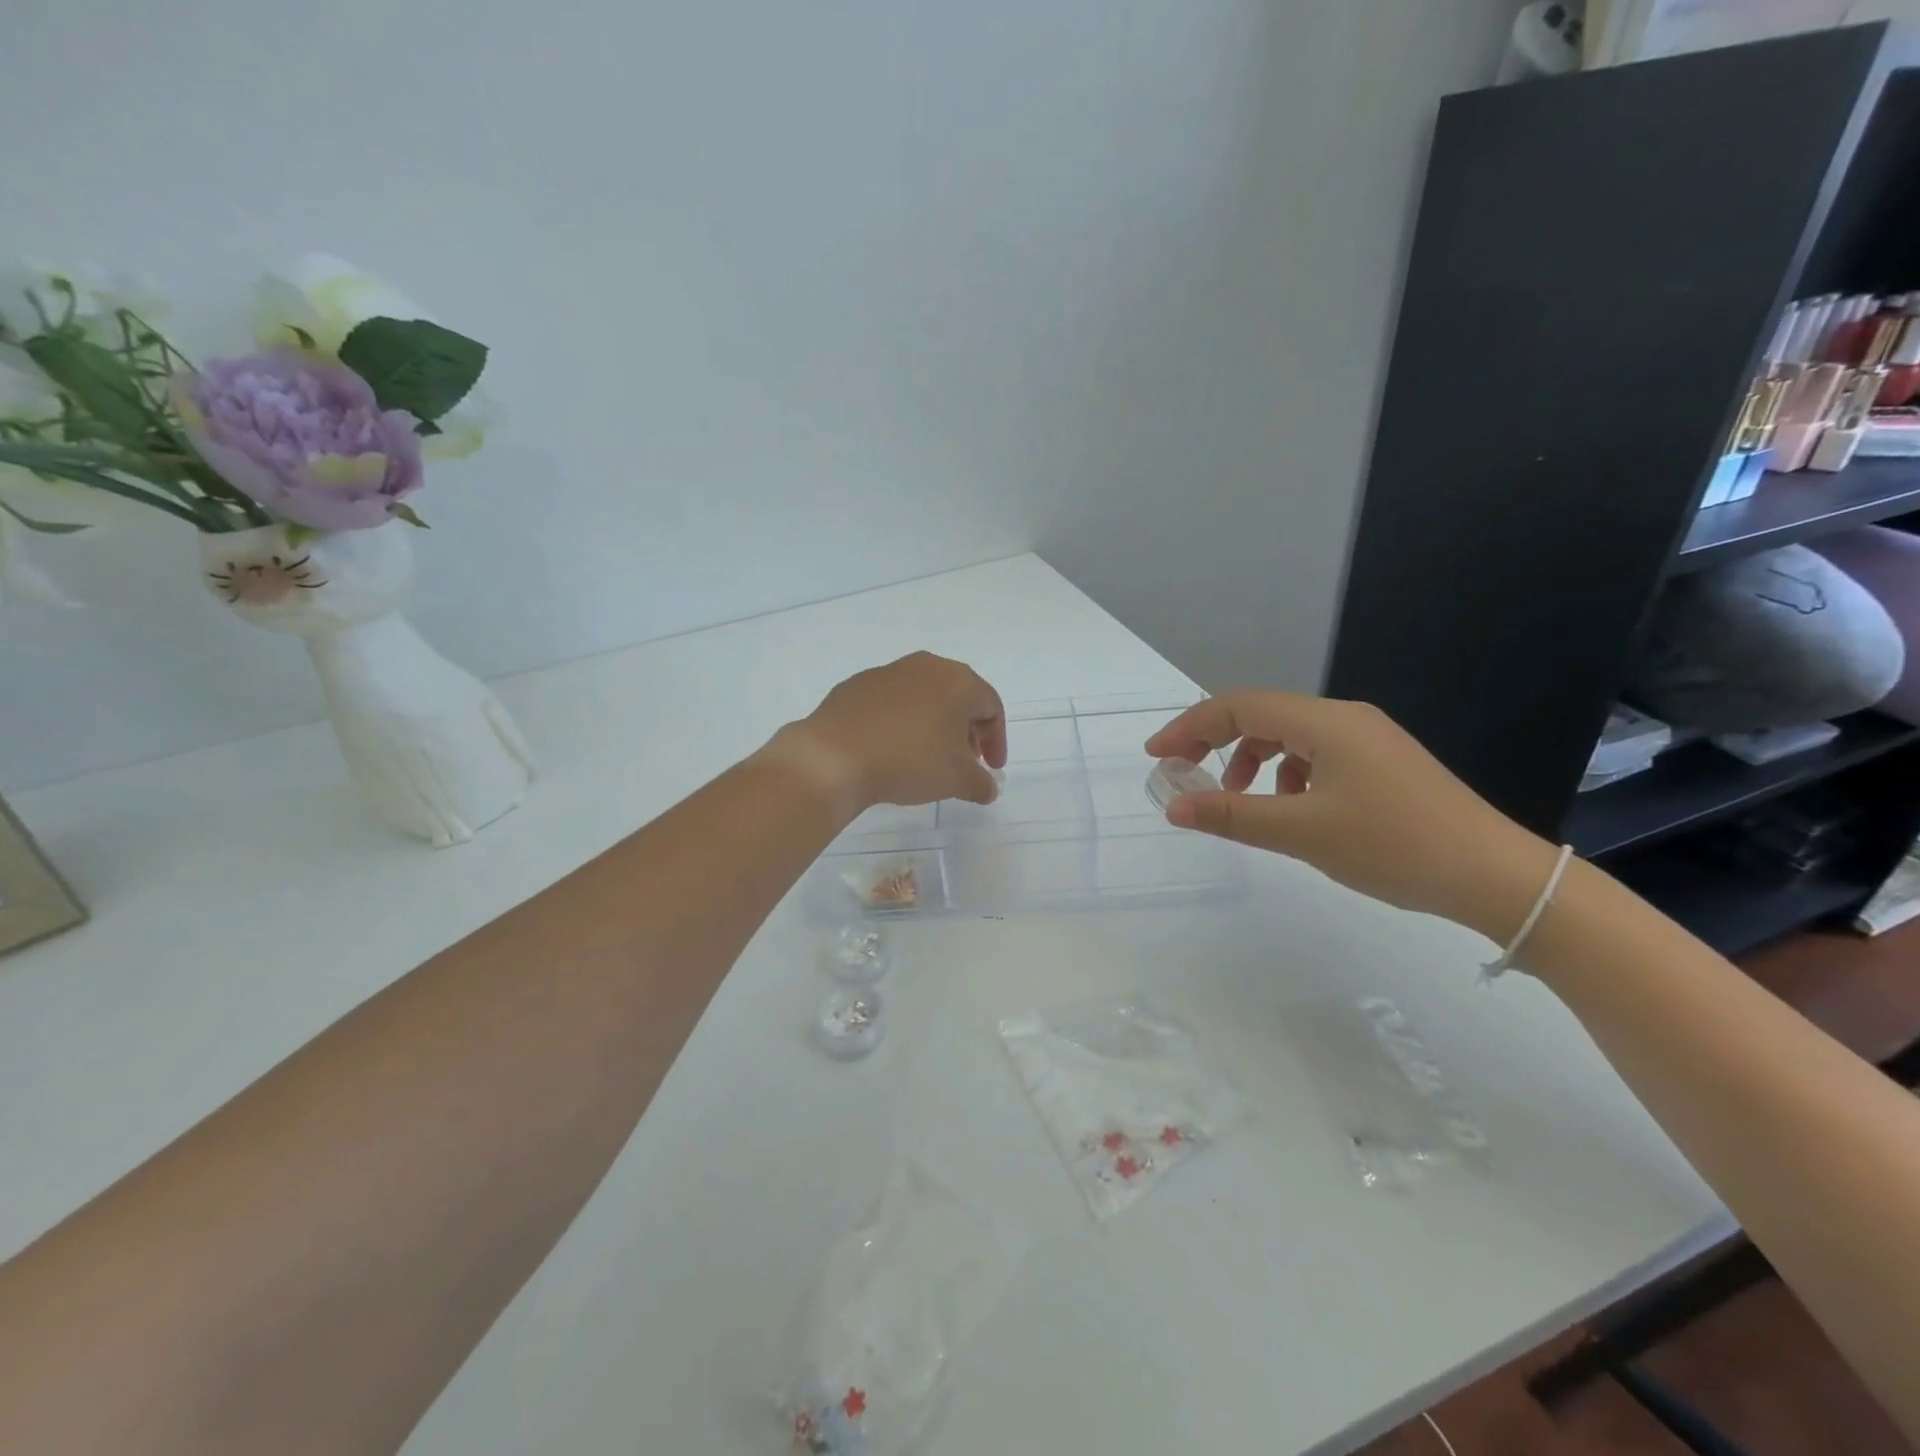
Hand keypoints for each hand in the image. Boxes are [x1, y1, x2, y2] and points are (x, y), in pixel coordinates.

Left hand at [769, 652, 1007, 815]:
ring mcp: (888, 672)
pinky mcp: (856, 685)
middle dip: (966, 730)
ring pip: (924, 696)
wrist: (834, 756)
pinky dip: (901, 722)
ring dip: (933, 724)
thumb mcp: (956, 780)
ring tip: (927, 757)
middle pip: (958, 697)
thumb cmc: (909, 761)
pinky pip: (891, 702)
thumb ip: (981, 783)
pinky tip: (891, 749)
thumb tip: (988, 788)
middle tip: (964, 761)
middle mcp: (926, 666)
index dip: (996, 740)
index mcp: (958, 681)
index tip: (991, 769)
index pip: (991, 707)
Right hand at [1145, 692, 1560, 943]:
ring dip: (1251, 760)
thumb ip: (1232, 815)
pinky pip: (1315, 754)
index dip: (1190, 727)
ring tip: (1241, 799)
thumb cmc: (1393, 846)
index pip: (1239, 707)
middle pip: (1261, 715)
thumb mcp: (1302, 832)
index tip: (1157, 756)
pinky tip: (1292, 809)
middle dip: (1215, 742)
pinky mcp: (1382, 763)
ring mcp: (1368, 739)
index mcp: (1325, 722)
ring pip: (1288, 735)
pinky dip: (1286, 774)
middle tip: (1184, 775)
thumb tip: (1175, 807)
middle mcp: (1344, 718)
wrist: (1495, 876)